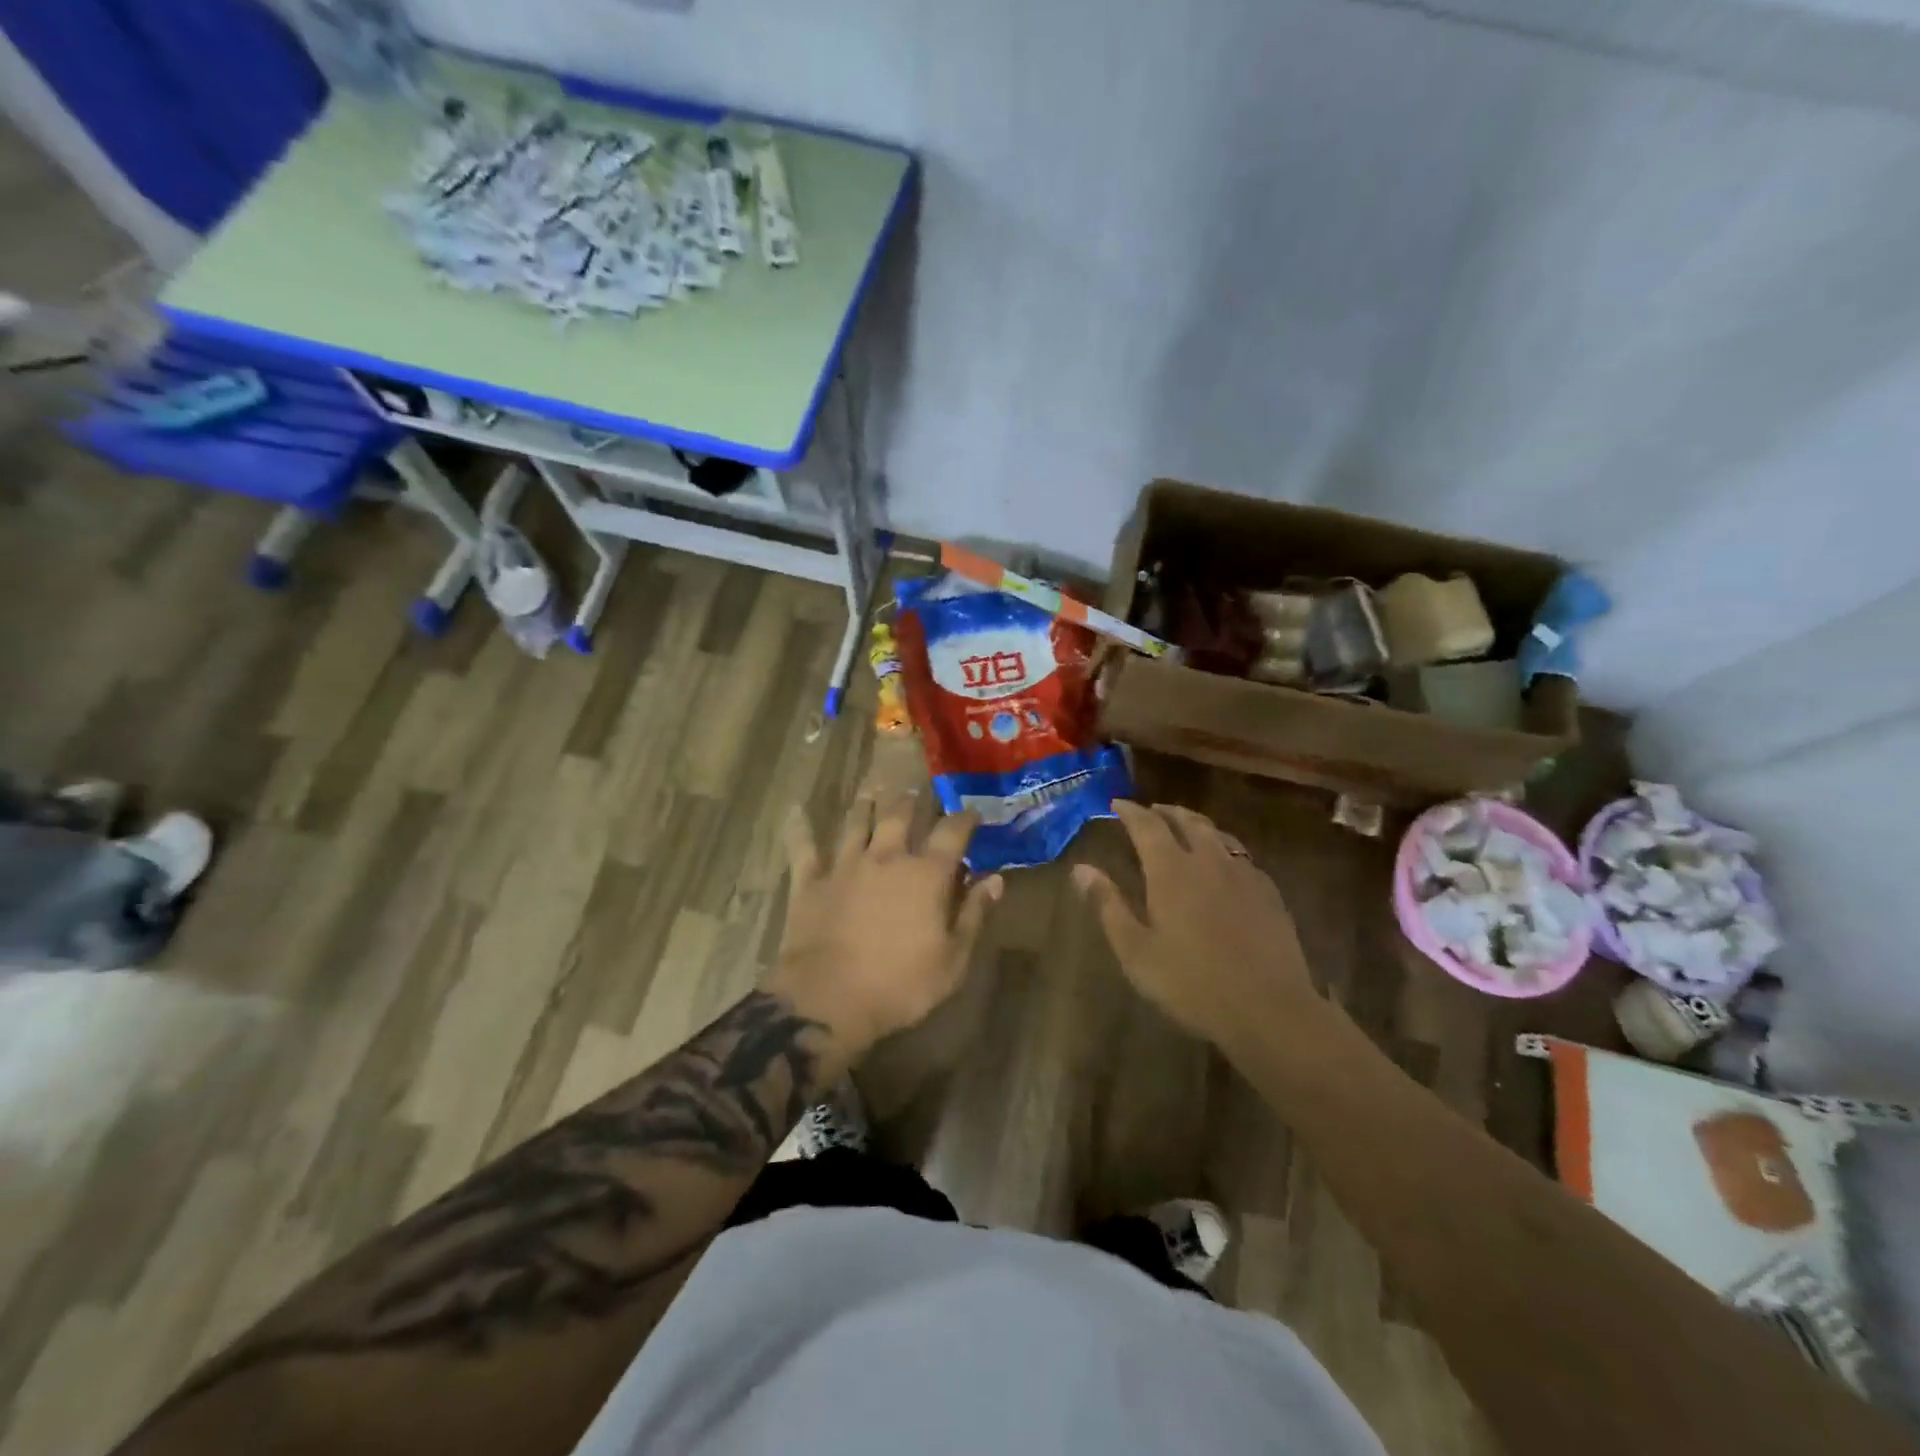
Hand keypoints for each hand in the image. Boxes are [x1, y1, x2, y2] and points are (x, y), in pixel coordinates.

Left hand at [765, 792, 1002, 1055]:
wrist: (828, 1000)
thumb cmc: (900, 986)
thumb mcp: (953, 960)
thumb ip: (974, 914)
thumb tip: (994, 879)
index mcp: (926, 875)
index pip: (952, 833)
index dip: (965, 819)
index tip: (972, 812)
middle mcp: (886, 858)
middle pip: (900, 815)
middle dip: (912, 800)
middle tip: (916, 790)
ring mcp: (845, 866)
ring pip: (856, 822)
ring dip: (865, 803)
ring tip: (872, 788)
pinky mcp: (810, 882)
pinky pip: (803, 847)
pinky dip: (799, 828)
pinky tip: (795, 810)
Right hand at [1074, 801, 1323, 1053]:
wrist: (1269, 1009)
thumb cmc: (1191, 983)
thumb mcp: (1136, 951)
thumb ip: (1108, 905)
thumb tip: (1081, 869)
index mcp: (1171, 871)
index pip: (1147, 825)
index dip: (1130, 811)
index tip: (1117, 804)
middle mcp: (1208, 860)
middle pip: (1187, 821)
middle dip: (1165, 812)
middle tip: (1151, 811)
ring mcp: (1243, 874)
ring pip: (1217, 834)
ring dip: (1196, 824)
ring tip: (1185, 827)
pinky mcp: (1268, 892)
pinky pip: (1241, 855)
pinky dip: (1223, 847)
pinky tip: (1223, 863)